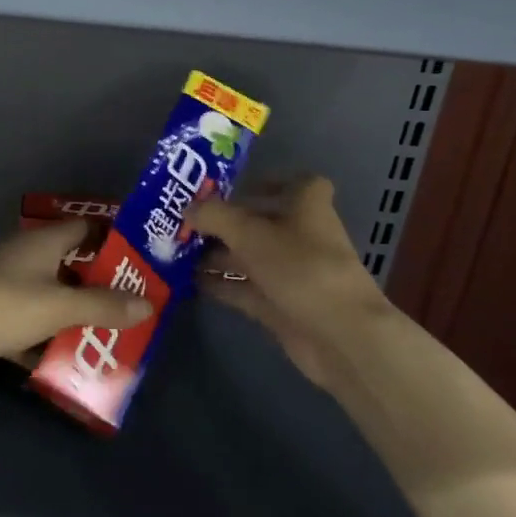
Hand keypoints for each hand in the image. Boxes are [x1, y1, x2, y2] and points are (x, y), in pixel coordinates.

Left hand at [0, 219, 153, 385]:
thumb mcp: (57, 306)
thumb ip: (103, 305)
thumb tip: (148, 303)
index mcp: (41, 243)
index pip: (86, 228)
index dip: (114, 238)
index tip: (144, 258)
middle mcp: (23, 259)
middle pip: (70, 266)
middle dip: (100, 286)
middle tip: (136, 307)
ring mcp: (2, 288)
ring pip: (48, 299)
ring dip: (74, 318)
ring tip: (110, 339)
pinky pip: (26, 327)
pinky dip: (44, 343)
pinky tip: (65, 365)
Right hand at [185, 175, 391, 388]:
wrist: (339, 335)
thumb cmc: (300, 268)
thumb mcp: (250, 233)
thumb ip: (214, 216)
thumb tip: (187, 208)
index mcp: (307, 207)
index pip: (297, 183)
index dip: (270, 181)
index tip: (234, 187)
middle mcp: (301, 237)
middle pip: (261, 223)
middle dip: (224, 223)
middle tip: (184, 222)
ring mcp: (291, 274)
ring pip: (249, 258)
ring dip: (217, 256)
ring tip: (176, 253)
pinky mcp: (281, 306)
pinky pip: (245, 289)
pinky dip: (221, 286)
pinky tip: (189, 283)